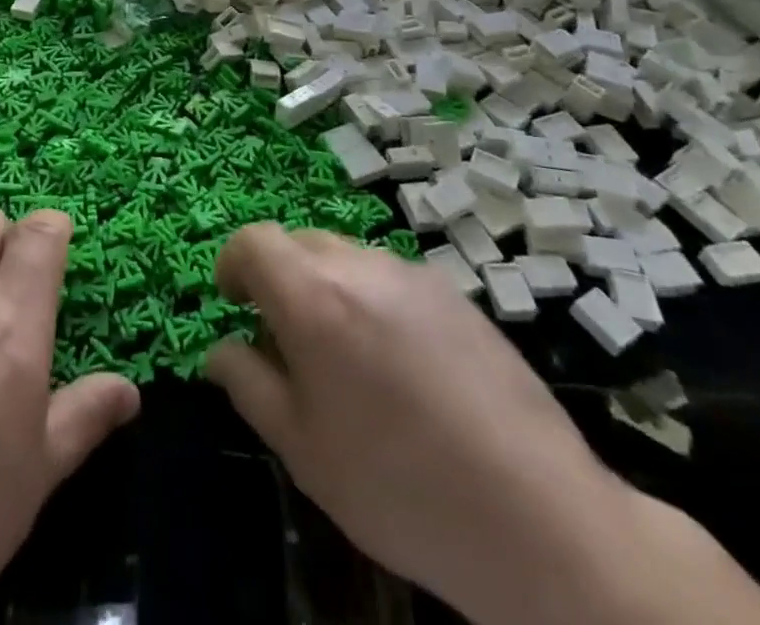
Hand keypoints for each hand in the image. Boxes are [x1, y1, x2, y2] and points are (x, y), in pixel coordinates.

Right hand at [206, 226, 759, 624]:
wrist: (537, 518)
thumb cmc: (398, 486)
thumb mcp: (302, 448)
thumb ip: (248, 385)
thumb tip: (221, 349)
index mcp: (312, 297)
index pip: (253, 241)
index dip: (233, 264)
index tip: (233, 304)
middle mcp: (359, 266)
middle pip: (298, 242)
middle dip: (278, 277)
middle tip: (287, 339)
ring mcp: (412, 274)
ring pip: (346, 256)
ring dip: (327, 286)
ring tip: (347, 356)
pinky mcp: (455, 292)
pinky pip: (391, 277)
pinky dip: (373, 299)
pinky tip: (402, 365)